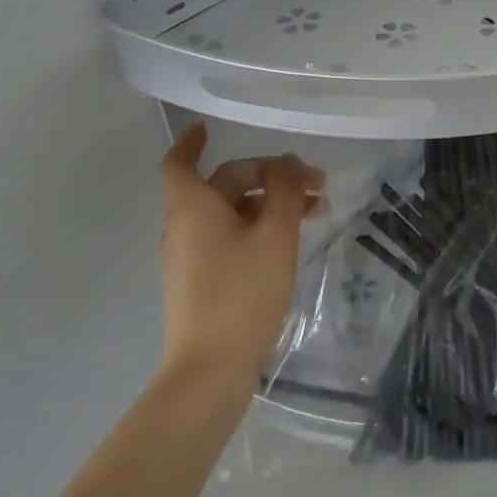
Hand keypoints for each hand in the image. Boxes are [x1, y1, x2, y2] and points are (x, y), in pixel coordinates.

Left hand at [156, 120, 323, 380]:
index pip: (180, 162)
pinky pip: (230, 237)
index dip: (192, 141)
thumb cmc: (242, 293)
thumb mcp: (274, 236)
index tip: (208, 127)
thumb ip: (284, 193)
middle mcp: (185, 227)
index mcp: (193, 208)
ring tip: (316, 211)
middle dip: (269, 175)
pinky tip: (292, 239)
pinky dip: (258, 227)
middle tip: (315, 183)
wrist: (210, 369)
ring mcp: (191, 256)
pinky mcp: (202, 281)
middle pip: (223, 184)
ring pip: (232, 212)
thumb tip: (287, 167)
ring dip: (270, 203)